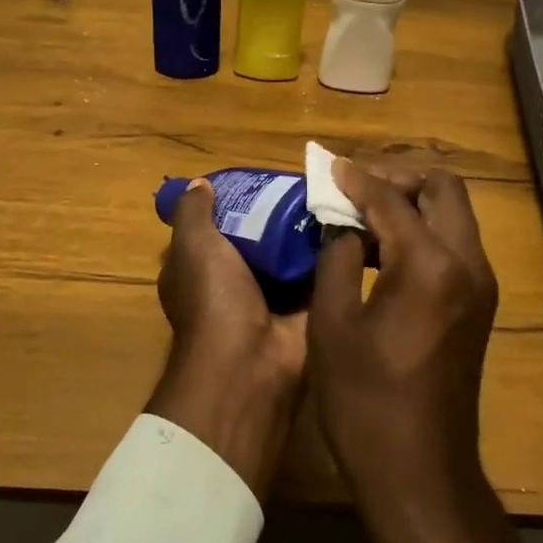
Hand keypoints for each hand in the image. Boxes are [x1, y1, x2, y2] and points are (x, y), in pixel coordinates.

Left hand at [146, 180, 306, 497]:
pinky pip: (317, 272)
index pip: (214, 228)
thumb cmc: (214, 299)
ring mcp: (269, 296)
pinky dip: (330, 252)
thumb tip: (200, 183)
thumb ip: (194, 213)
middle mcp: (232, 282)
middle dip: (277, 214)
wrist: (250, 363)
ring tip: (333, 194)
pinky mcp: (303, 307)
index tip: (258, 179)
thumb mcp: (193, 246)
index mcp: (199, 269)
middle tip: (306, 183)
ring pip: (289, 253)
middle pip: (257, 238)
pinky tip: (349, 222)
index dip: (232, 204)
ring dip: (307, 231)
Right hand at [309, 160, 524, 542]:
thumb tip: (344, 224)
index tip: (329, 167)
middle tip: (355, 190)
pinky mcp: (480, 304)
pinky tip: (385, 250)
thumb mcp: (333, 323)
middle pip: (444, 189)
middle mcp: (468, 264)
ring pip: (454, 214)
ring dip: (413, 203)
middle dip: (398, 179)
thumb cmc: (366, 402)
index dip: (357, 179)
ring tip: (364, 216)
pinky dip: (423, 231)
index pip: (392, 200)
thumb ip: (339, 257)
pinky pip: (455, 244)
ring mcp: (481, 285)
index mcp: (430, 265)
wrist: (421, 473)